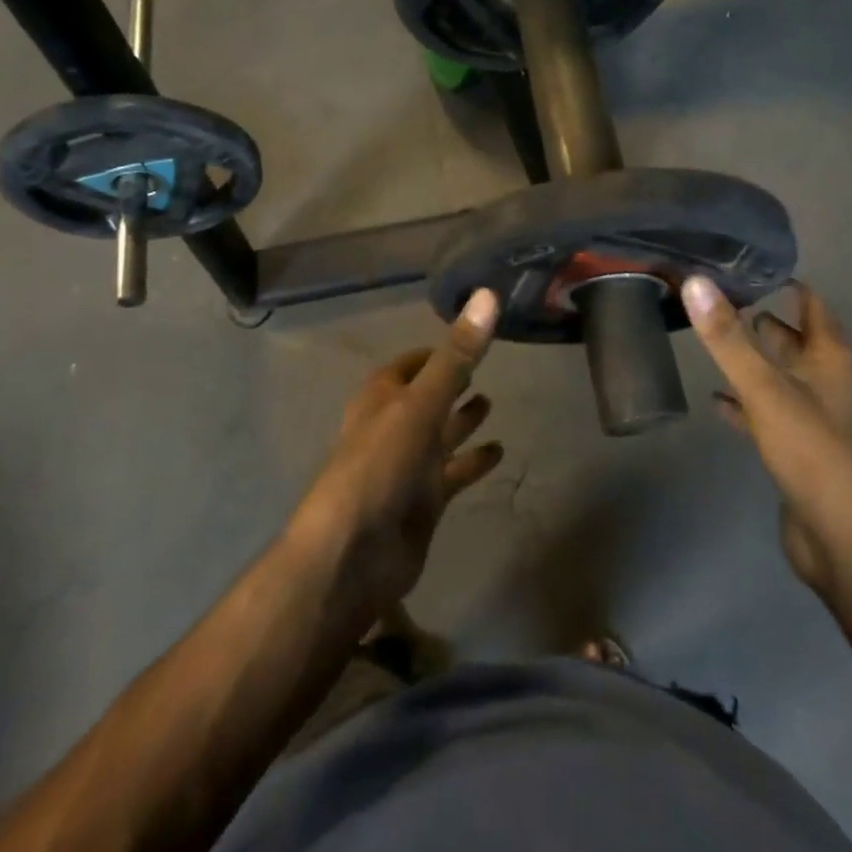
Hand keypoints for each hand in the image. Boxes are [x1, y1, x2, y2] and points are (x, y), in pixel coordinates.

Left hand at [290, 289, 504, 618]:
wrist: (353, 556)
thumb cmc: (379, 466)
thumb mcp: (420, 404)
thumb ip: (456, 356)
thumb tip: (487, 294)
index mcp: (381, 399)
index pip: (407, 365)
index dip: (433, 352)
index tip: (464, 338)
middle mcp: (393, 427)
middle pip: (426, 398)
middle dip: (450, 384)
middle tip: (486, 368)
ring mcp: (408, 466)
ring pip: (440, 435)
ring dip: (462, 421)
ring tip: (493, 403)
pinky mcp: (423, 501)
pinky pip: (453, 473)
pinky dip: (472, 462)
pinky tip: (499, 452)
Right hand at [682, 277, 851, 598]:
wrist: (842, 538)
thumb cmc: (812, 451)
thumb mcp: (765, 389)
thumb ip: (729, 339)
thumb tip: (695, 281)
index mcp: (828, 358)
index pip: (812, 304)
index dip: (786, 283)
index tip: (747, 265)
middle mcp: (824, 381)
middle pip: (794, 339)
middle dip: (762, 321)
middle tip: (719, 300)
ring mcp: (811, 416)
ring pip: (779, 376)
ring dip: (752, 361)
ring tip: (713, 341)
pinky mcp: (795, 449)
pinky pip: (765, 414)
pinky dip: (743, 403)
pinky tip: (716, 400)